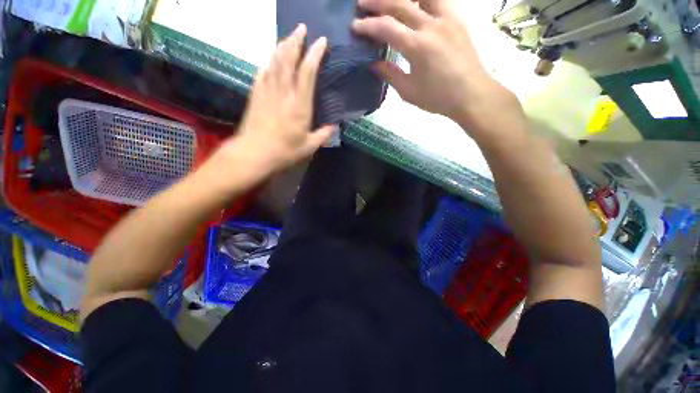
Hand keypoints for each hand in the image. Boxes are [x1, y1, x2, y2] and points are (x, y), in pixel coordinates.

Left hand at [215, 24, 334, 177]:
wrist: (254, 153)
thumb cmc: (284, 151)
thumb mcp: (308, 147)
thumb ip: (322, 135)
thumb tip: (333, 126)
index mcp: (299, 106)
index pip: (307, 73)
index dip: (314, 54)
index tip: (321, 41)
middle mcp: (283, 93)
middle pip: (288, 60)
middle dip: (295, 41)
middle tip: (301, 28)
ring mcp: (267, 91)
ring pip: (274, 62)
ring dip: (282, 46)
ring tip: (288, 37)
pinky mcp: (256, 94)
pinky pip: (263, 72)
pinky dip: (268, 62)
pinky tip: (271, 58)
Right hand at [353, 0, 524, 140]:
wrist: (471, 94)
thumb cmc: (438, 98)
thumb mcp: (408, 92)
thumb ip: (390, 74)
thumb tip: (374, 64)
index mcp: (418, 47)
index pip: (387, 28)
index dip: (368, 25)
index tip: (354, 26)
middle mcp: (432, 25)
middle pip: (400, 3)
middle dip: (377, 2)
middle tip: (361, 3)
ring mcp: (447, 18)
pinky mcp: (457, 18)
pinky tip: (415, 3)